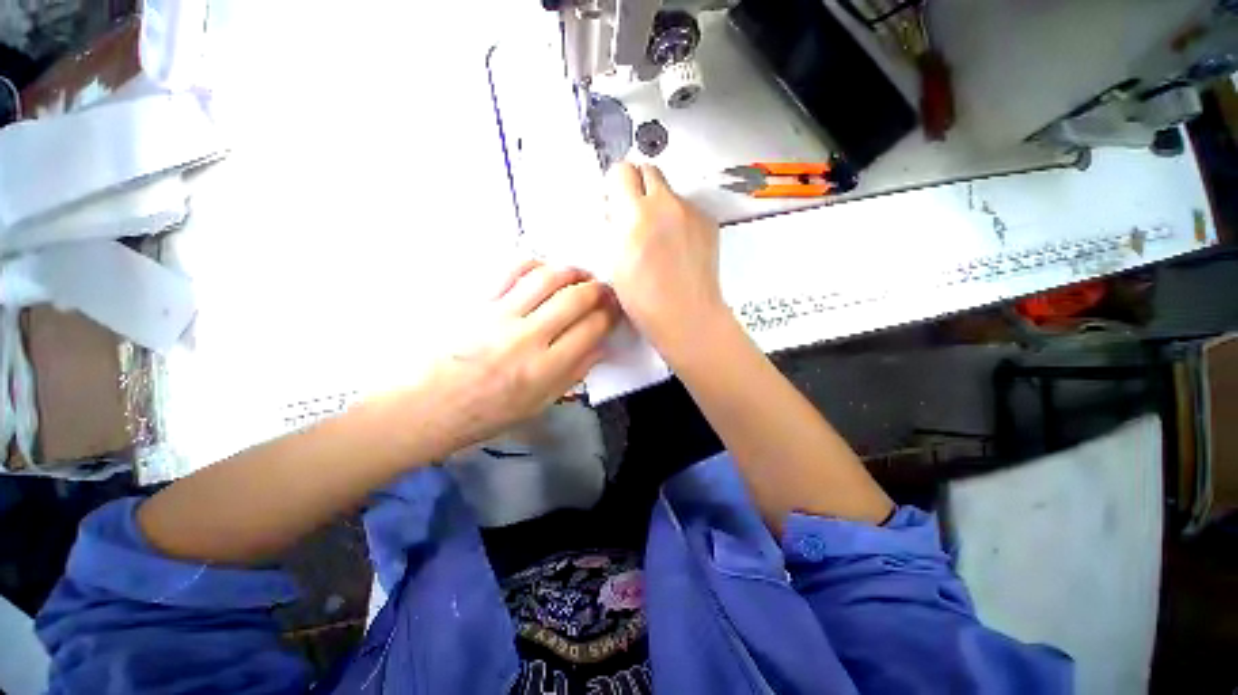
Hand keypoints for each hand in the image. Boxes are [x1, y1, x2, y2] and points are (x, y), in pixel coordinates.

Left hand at [420, 260, 617, 452]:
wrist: (425, 405)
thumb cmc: (485, 413)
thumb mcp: (538, 405)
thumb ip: (574, 374)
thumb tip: (601, 348)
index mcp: (544, 370)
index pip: (591, 330)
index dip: (610, 315)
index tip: (615, 310)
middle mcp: (526, 338)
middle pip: (575, 298)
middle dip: (599, 289)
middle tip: (605, 289)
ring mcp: (499, 314)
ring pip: (548, 278)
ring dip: (572, 271)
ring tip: (581, 275)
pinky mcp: (477, 300)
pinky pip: (512, 269)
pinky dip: (535, 263)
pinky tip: (544, 270)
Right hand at [606, 162, 729, 360]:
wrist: (687, 315)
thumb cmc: (645, 299)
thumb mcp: (614, 262)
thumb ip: (614, 227)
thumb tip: (616, 210)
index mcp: (635, 214)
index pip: (621, 171)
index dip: (616, 185)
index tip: (616, 201)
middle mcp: (666, 204)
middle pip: (649, 169)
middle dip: (638, 186)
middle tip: (634, 214)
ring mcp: (691, 212)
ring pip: (669, 191)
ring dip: (659, 204)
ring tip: (659, 237)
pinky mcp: (708, 222)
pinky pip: (687, 208)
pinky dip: (678, 219)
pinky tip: (677, 247)